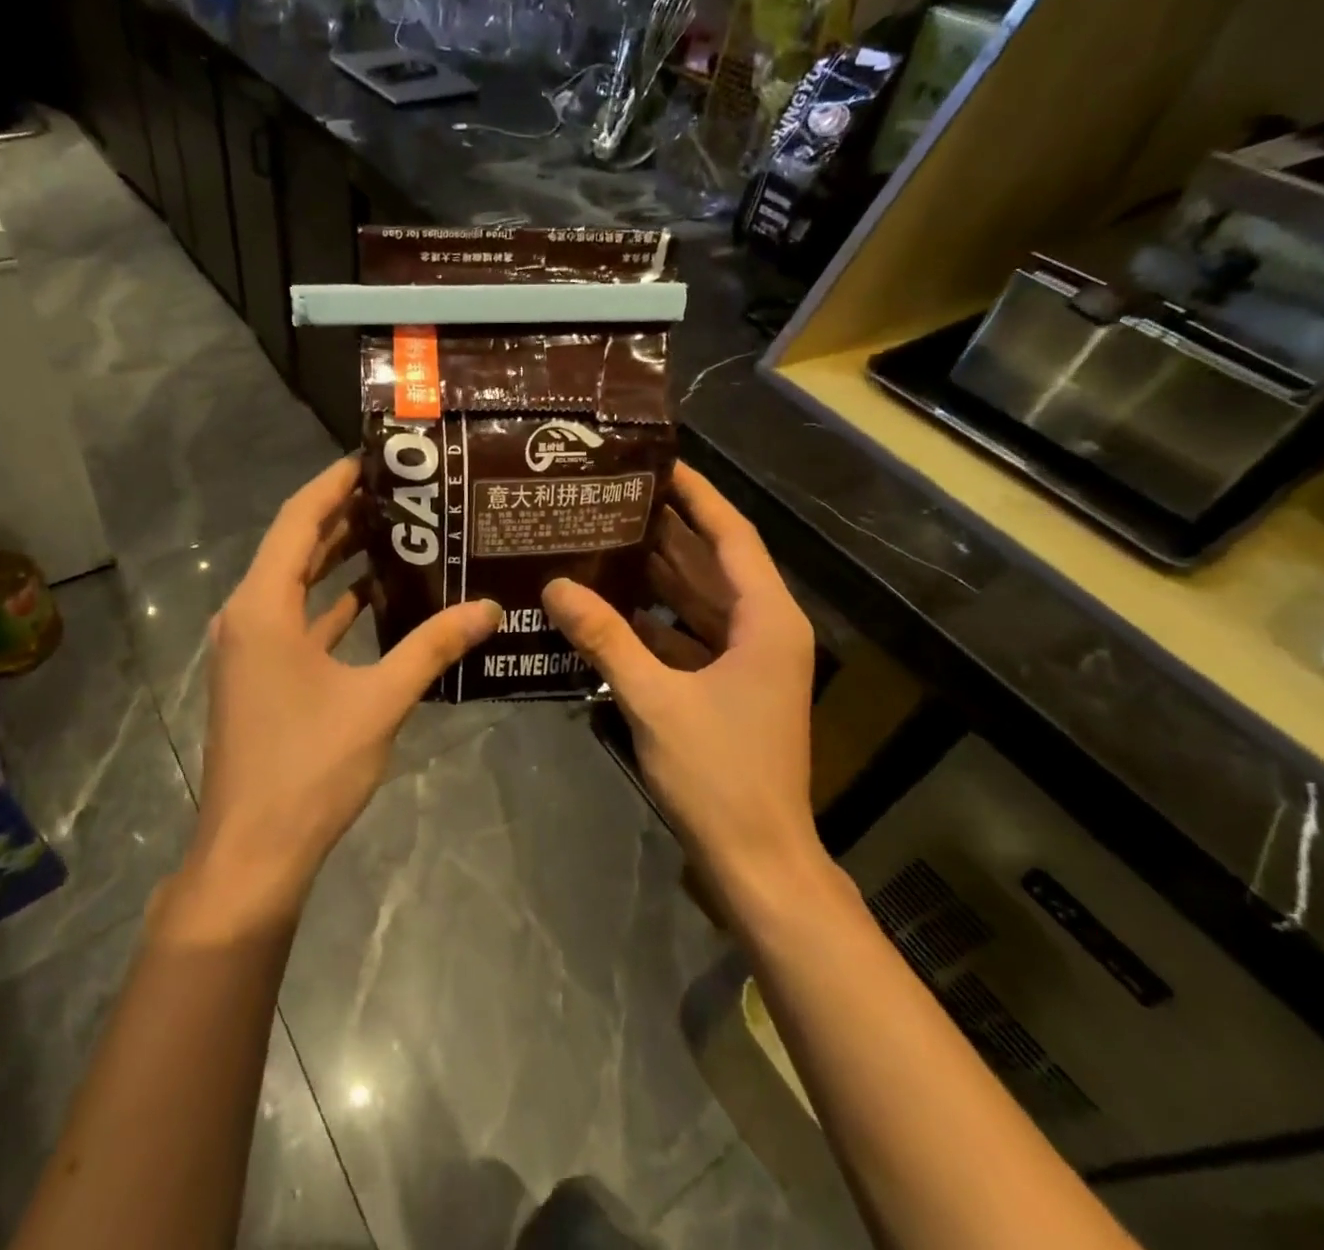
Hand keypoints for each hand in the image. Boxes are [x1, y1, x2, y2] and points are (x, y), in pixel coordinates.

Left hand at [192, 456, 500, 911]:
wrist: (252, 852)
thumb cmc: (309, 767)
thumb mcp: (381, 700)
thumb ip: (434, 647)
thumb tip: (489, 608)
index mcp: (263, 607)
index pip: (298, 520)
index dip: (334, 483)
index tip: (374, 457)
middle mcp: (247, 616)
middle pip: (295, 546)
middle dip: (344, 516)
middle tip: (401, 493)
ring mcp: (250, 648)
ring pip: (296, 585)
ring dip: (338, 559)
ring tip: (396, 533)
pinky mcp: (260, 676)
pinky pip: (298, 620)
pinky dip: (333, 604)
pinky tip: (376, 598)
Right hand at [542, 463, 821, 908]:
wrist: (758, 859)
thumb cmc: (719, 773)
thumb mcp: (654, 698)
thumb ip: (605, 638)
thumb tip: (555, 587)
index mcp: (768, 619)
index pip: (731, 535)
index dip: (697, 495)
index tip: (659, 463)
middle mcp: (765, 630)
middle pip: (713, 563)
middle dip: (667, 530)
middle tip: (614, 496)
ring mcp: (750, 661)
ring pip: (699, 600)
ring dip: (658, 574)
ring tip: (605, 537)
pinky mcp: (730, 688)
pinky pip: (690, 637)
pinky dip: (656, 621)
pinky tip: (612, 606)